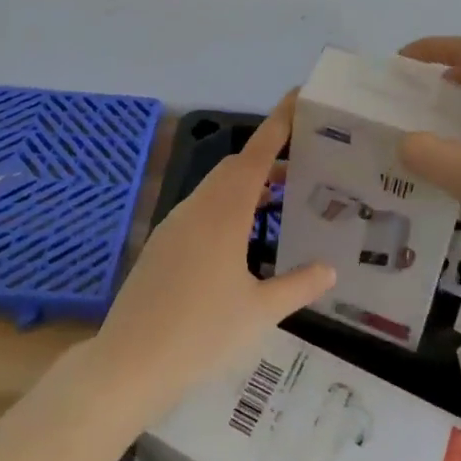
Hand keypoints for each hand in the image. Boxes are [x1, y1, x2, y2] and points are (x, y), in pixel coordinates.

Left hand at [91, 95, 334, 419]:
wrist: (129, 363)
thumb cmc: (201, 334)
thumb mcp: (260, 313)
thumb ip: (298, 286)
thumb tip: (330, 269)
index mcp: (224, 212)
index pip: (257, 154)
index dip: (278, 123)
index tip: (297, 97)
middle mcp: (198, 207)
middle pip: (236, 167)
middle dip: (268, 159)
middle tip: (303, 167)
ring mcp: (175, 224)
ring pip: (217, 188)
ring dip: (247, 185)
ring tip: (280, 201)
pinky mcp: (162, 244)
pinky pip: (202, 209)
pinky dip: (228, 206)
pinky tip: (241, 240)